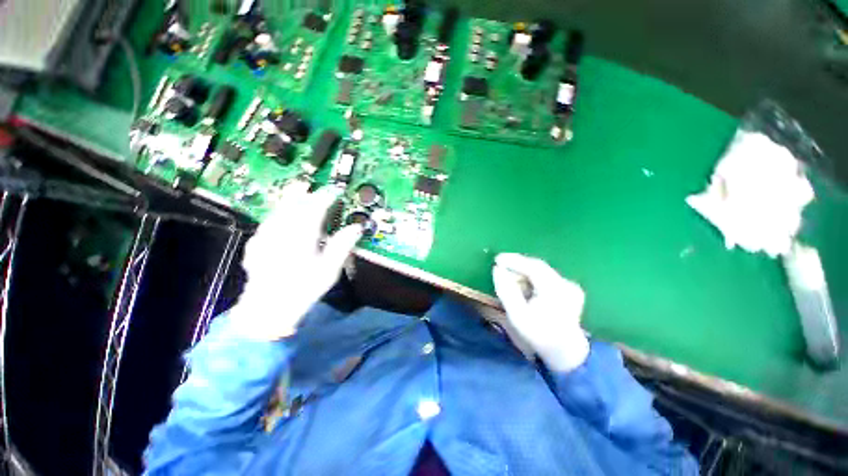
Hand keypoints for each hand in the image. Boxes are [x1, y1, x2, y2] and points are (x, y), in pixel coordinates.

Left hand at [233, 181, 361, 340]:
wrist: (268, 310)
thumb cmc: (303, 290)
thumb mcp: (329, 270)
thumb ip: (342, 246)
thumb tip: (355, 229)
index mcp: (301, 237)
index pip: (315, 209)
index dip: (325, 197)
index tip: (334, 192)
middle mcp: (282, 233)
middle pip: (293, 205)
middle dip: (304, 194)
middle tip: (313, 187)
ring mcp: (265, 239)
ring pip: (278, 212)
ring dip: (289, 202)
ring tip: (297, 195)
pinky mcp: (256, 246)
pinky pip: (267, 224)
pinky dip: (276, 216)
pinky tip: (280, 218)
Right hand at [492, 253, 588, 371]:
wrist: (565, 353)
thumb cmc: (538, 334)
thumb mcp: (517, 315)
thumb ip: (506, 290)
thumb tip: (497, 269)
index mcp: (555, 290)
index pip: (533, 266)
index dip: (514, 260)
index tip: (497, 259)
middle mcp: (566, 284)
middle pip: (538, 267)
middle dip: (517, 265)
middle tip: (500, 267)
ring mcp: (570, 287)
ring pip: (541, 272)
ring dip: (524, 273)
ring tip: (509, 279)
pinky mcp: (570, 290)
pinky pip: (546, 277)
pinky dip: (532, 279)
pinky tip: (523, 286)